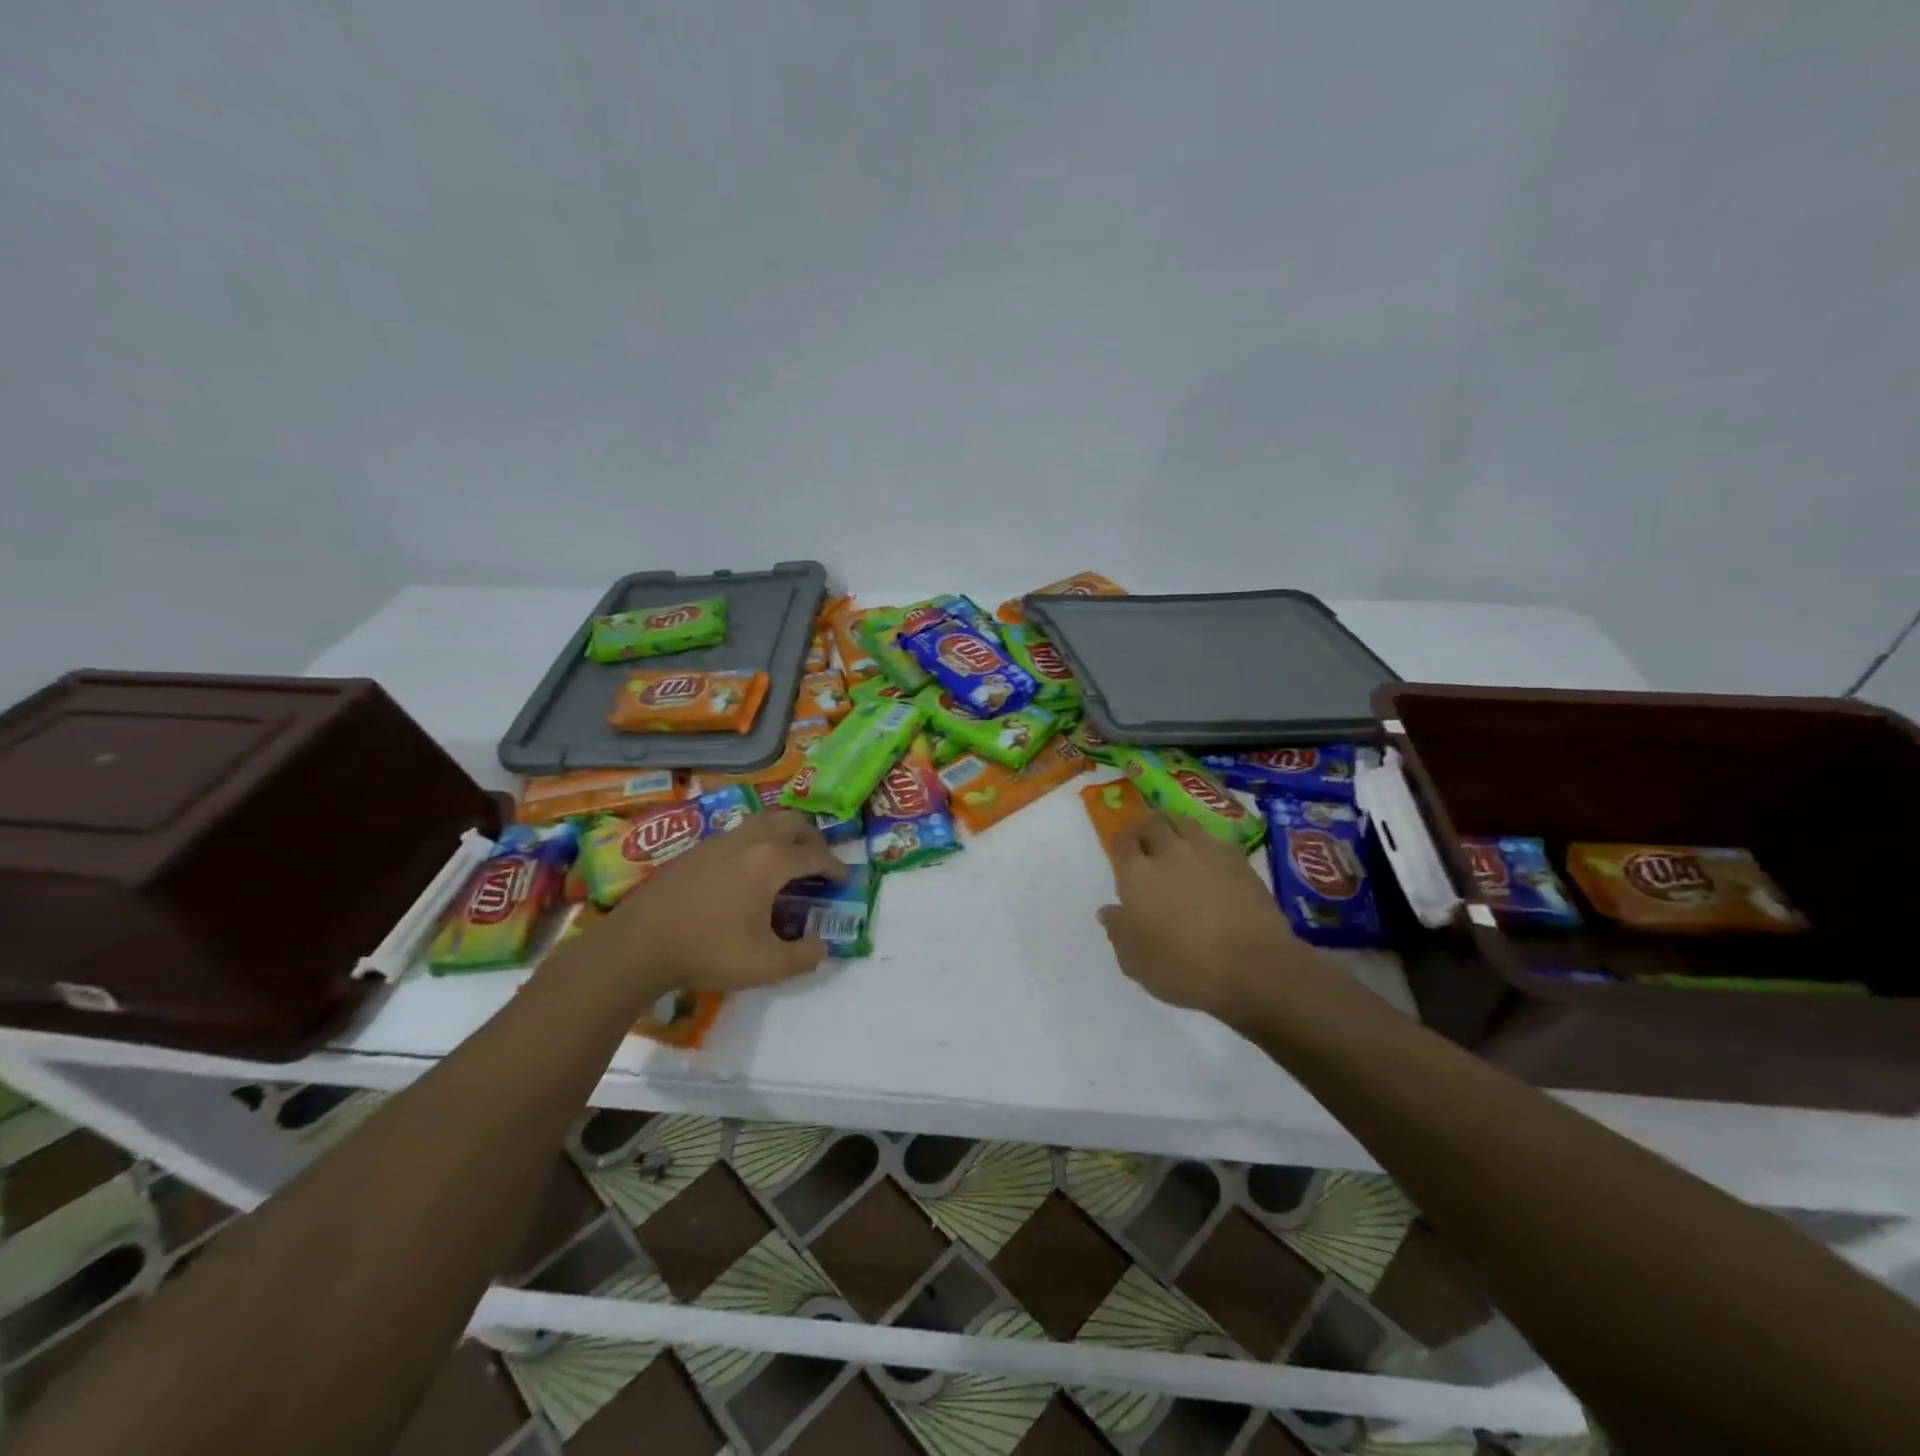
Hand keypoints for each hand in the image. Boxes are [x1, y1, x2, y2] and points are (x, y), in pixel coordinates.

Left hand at [557, 811, 846, 1010]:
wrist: (639, 945)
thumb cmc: (708, 951)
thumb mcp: (766, 966)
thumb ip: (803, 956)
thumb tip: (820, 945)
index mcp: (771, 861)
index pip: (815, 855)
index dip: (835, 867)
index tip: (843, 880)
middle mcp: (749, 840)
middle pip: (792, 823)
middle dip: (813, 840)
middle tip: (818, 863)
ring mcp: (720, 840)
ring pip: (764, 821)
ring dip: (784, 834)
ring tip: (787, 860)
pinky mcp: (697, 849)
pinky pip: (740, 832)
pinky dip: (758, 841)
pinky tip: (749, 870)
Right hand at [1098, 812, 1325, 1025]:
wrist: (1253, 967)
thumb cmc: (1183, 968)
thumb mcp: (1135, 962)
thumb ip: (1118, 931)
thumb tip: (1108, 911)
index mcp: (1137, 874)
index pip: (1122, 841)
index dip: (1120, 843)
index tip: (1122, 852)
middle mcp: (1169, 852)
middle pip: (1153, 822)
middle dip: (1146, 828)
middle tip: (1147, 843)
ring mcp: (1207, 851)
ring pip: (1185, 822)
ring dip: (1176, 828)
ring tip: (1177, 843)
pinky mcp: (1239, 860)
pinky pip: (1216, 840)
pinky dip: (1208, 845)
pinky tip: (1211, 861)